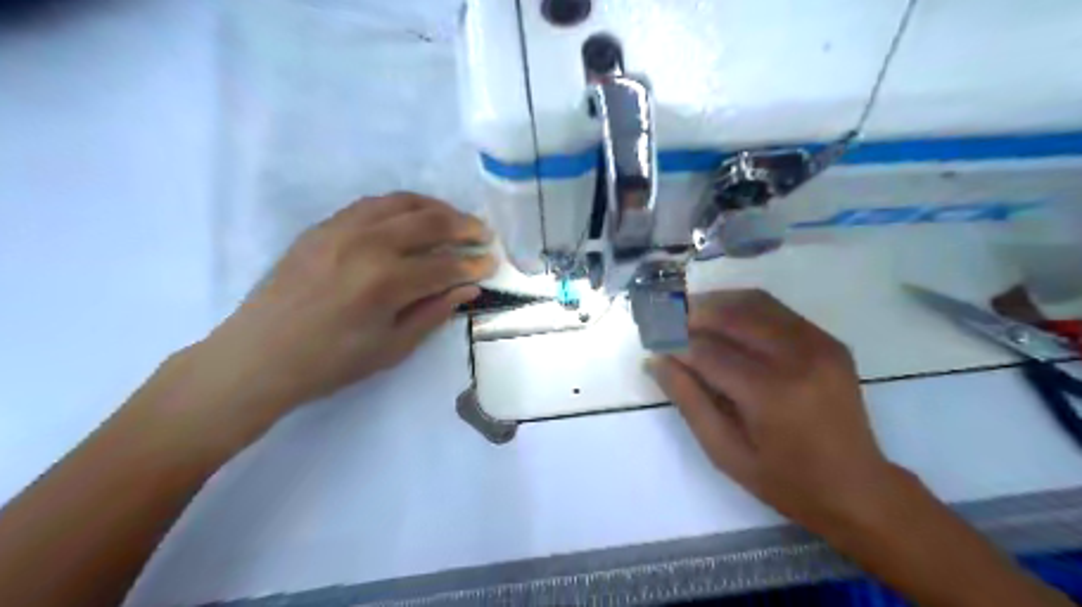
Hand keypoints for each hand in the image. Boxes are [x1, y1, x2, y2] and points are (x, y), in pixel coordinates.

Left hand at [179, 195, 497, 435]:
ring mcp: (341, 229)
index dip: (473, 265)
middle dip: (463, 226)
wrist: (258, 356)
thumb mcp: (392, 347)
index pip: (444, 266)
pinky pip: (370, 204)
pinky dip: (400, 206)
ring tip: (454, 219)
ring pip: (400, 202)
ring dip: (434, 207)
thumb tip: (468, 289)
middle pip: (428, 222)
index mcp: (385, 282)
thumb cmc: (331, 362)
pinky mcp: (322, 227)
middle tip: (483, 233)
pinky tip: (411, 217)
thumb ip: (434, 312)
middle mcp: (367, 244)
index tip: (492, 263)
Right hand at [650, 291, 906, 538]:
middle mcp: (797, 358)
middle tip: (666, 319)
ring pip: (755, 302)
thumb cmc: (785, 480)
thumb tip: (656, 361)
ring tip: (690, 314)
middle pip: (732, 315)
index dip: (675, 343)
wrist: (858, 488)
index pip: (708, 352)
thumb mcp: (725, 452)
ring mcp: (819, 344)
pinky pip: (777, 310)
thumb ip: (689, 401)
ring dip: (716, 303)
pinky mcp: (829, 340)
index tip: (652, 341)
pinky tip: (725, 320)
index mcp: (771, 394)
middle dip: (692, 313)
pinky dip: (743, 308)